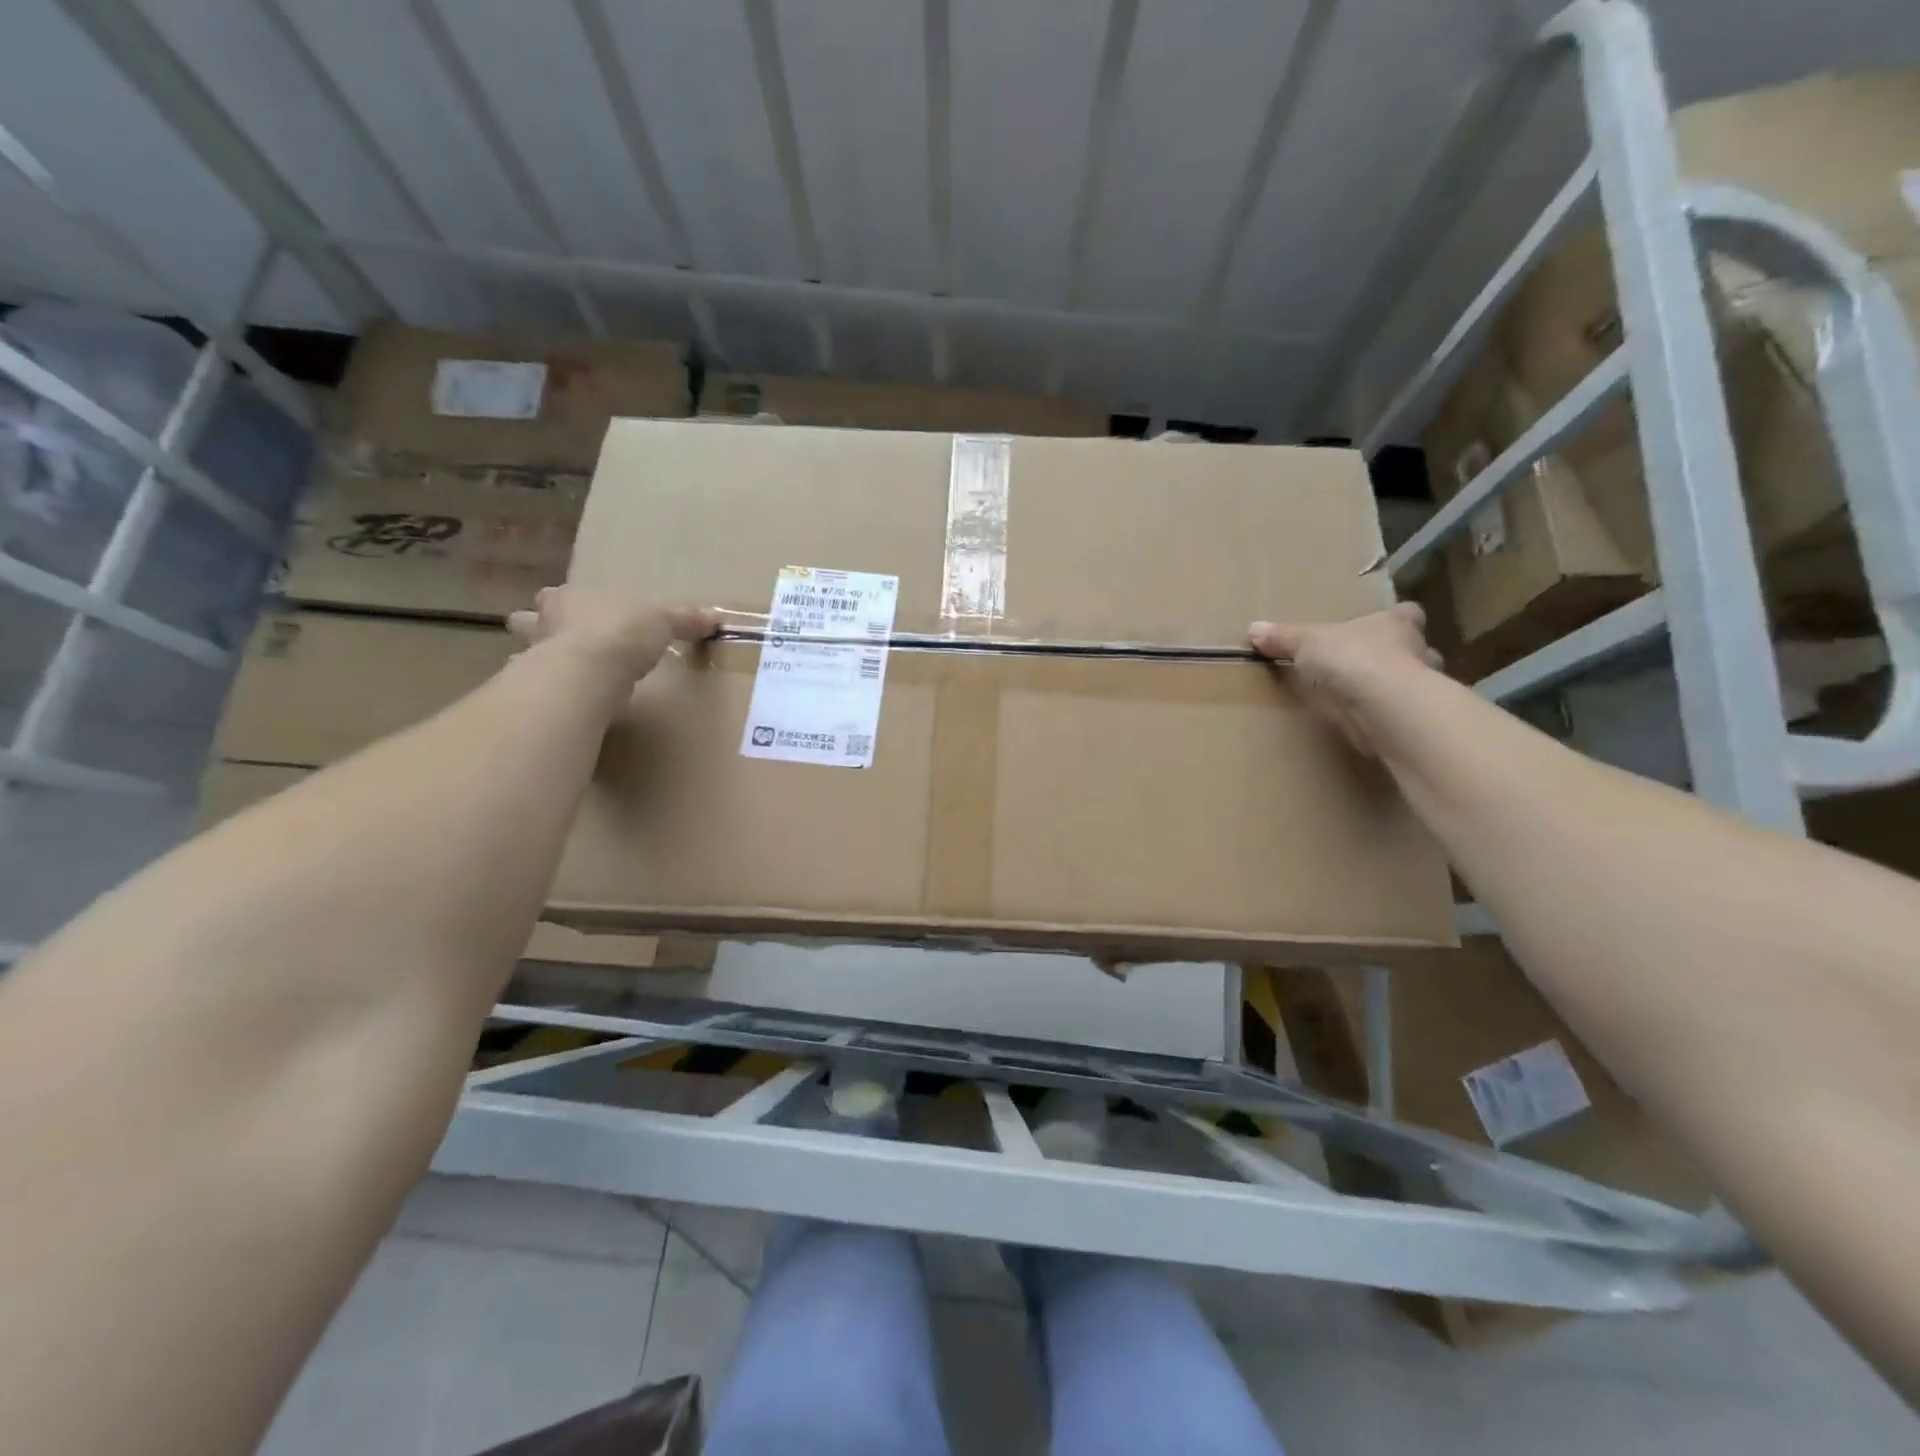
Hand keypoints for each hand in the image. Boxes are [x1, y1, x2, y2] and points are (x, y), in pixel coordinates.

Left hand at [509, 587, 718, 683]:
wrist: (588, 673)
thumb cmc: (621, 634)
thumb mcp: (662, 621)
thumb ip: (684, 620)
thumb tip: (715, 618)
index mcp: (570, 599)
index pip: (559, 596)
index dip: (566, 603)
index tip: (574, 611)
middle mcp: (544, 624)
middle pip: (529, 621)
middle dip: (536, 628)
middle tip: (555, 639)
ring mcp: (534, 658)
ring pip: (525, 654)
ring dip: (536, 661)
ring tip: (555, 674)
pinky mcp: (537, 691)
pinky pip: (538, 690)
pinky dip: (545, 695)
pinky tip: (559, 703)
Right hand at [1248, 604, 1441, 756]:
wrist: (1384, 708)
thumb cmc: (1353, 659)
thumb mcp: (1306, 642)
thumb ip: (1283, 638)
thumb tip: (1253, 629)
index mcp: (1396, 624)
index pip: (1407, 614)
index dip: (1396, 619)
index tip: (1379, 627)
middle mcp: (1417, 651)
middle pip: (1413, 650)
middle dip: (1396, 658)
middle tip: (1366, 667)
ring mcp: (1421, 689)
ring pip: (1413, 685)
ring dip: (1394, 691)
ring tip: (1364, 699)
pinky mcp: (1413, 720)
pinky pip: (1400, 716)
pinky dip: (1386, 719)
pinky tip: (1365, 725)